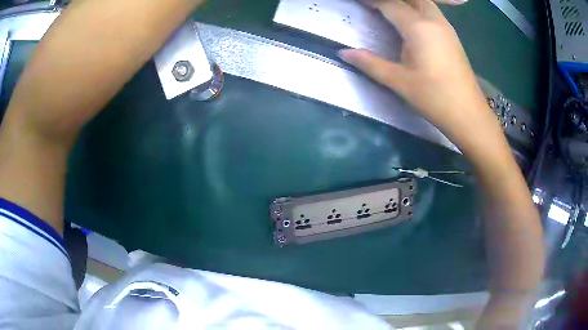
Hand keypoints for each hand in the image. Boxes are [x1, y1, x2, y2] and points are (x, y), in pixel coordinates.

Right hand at [339, 0, 503, 154]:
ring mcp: (446, 27)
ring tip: (389, 10)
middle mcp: (434, 20)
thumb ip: (370, 63)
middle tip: (374, 7)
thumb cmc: (434, 98)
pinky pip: (432, 12)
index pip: (389, 4)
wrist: (468, 114)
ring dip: (406, 2)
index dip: (371, 1)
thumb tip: (343, 52)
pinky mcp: (452, 36)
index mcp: (418, 27)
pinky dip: (417, 9)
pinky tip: (410, 21)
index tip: (358, 2)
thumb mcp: (399, 81)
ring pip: (423, 2)